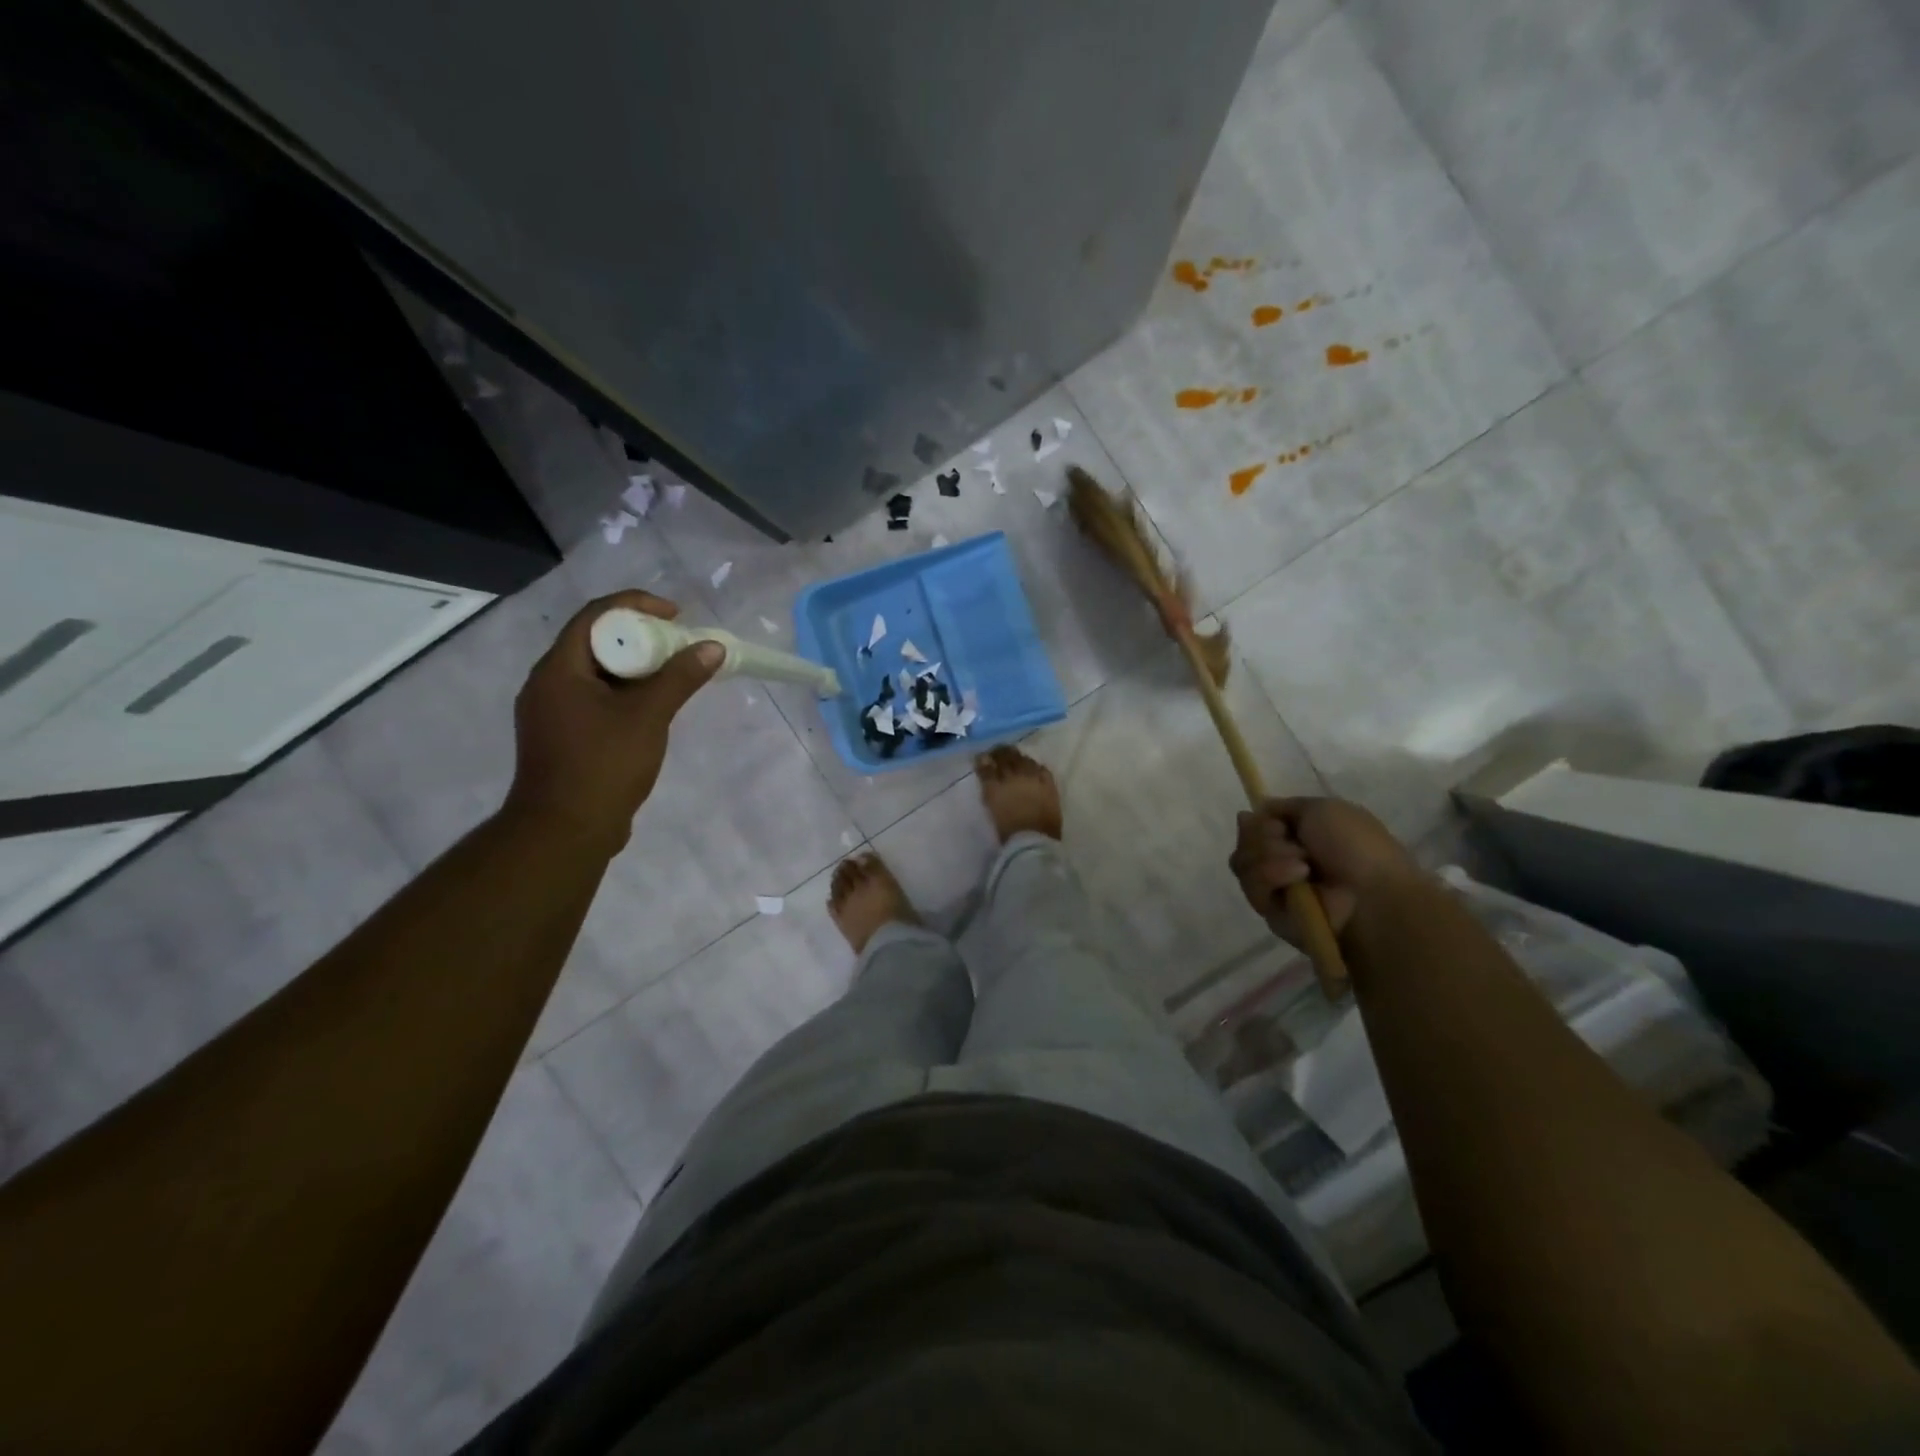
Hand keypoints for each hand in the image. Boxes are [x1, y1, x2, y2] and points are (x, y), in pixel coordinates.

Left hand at [503, 591, 722, 854]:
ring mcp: (552, 712)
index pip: (595, 616)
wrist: (565, 831)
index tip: (675, 615)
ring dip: (635, 667)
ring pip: (596, 673)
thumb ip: (680, 678)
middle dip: (640, 637)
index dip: (636, 605)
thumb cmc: (603, 765)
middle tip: (678, 645)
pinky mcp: (561, 736)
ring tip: (672, 674)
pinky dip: (625, 693)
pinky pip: (595, 699)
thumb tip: (712, 647)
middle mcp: (547, 684)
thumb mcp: (648, 716)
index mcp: (558, 670)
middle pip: (595, 642)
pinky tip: (652, 708)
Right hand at [1229, 797, 1419, 945]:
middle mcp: (1282, 860)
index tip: (1277, 822)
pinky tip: (1298, 878)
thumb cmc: (1357, 847)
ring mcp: (1275, 888)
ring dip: (1270, 856)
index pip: (1254, 824)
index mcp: (1297, 836)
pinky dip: (1273, 876)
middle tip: (1294, 843)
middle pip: (1244, 841)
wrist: (1372, 897)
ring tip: (1303, 866)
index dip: (1259, 820)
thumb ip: (1283, 807)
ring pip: (1242, 861)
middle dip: (1265, 836)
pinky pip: (1252, 887)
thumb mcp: (1324, 809)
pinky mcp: (1270, 913)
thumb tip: (1249, 814)